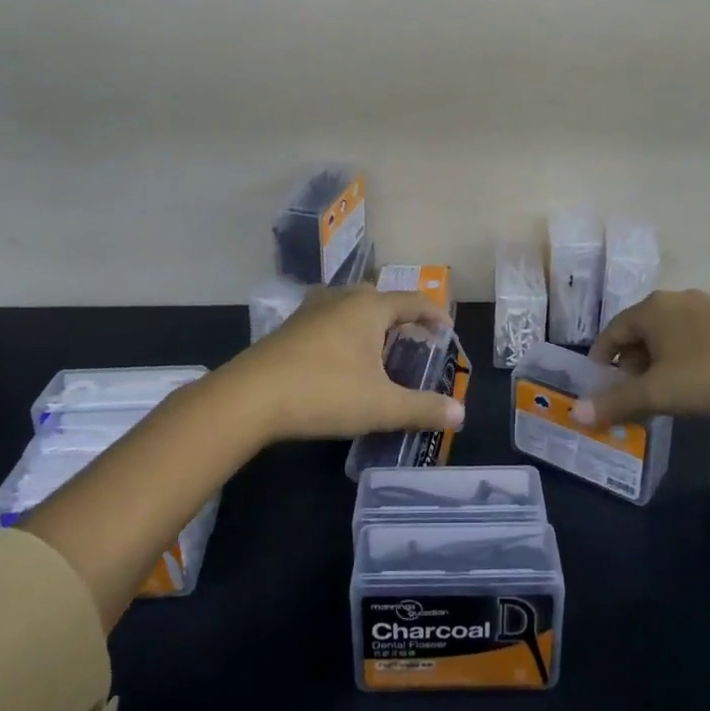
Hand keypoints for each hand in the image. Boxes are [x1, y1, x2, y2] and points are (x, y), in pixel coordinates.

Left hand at [223, 287, 461, 442]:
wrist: (249, 398)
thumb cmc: (323, 393)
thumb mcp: (380, 406)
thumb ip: (422, 408)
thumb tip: (460, 413)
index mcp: (369, 307)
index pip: (412, 301)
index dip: (433, 315)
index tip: (446, 331)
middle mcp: (342, 299)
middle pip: (380, 297)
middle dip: (400, 316)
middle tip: (412, 341)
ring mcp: (311, 310)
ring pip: (350, 305)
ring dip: (369, 321)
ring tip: (377, 347)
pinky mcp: (290, 327)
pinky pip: (329, 318)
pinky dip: (344, 330)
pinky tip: (339, 356)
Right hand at [576, 289, 709, 427]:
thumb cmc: (709, 374)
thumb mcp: (658, 393)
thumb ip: (616, 402)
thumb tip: (576, 413)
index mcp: (651, 309)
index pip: (612, 331)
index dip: (601, 358)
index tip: (599, 384)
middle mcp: (673, 300)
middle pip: (639, 331)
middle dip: (630, 363)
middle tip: (630, 394)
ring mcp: (704, 308)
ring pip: (667, 335)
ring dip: (656, 362)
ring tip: (661, 393)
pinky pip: (691, 338)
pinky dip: (681, 358)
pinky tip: (693, 382)